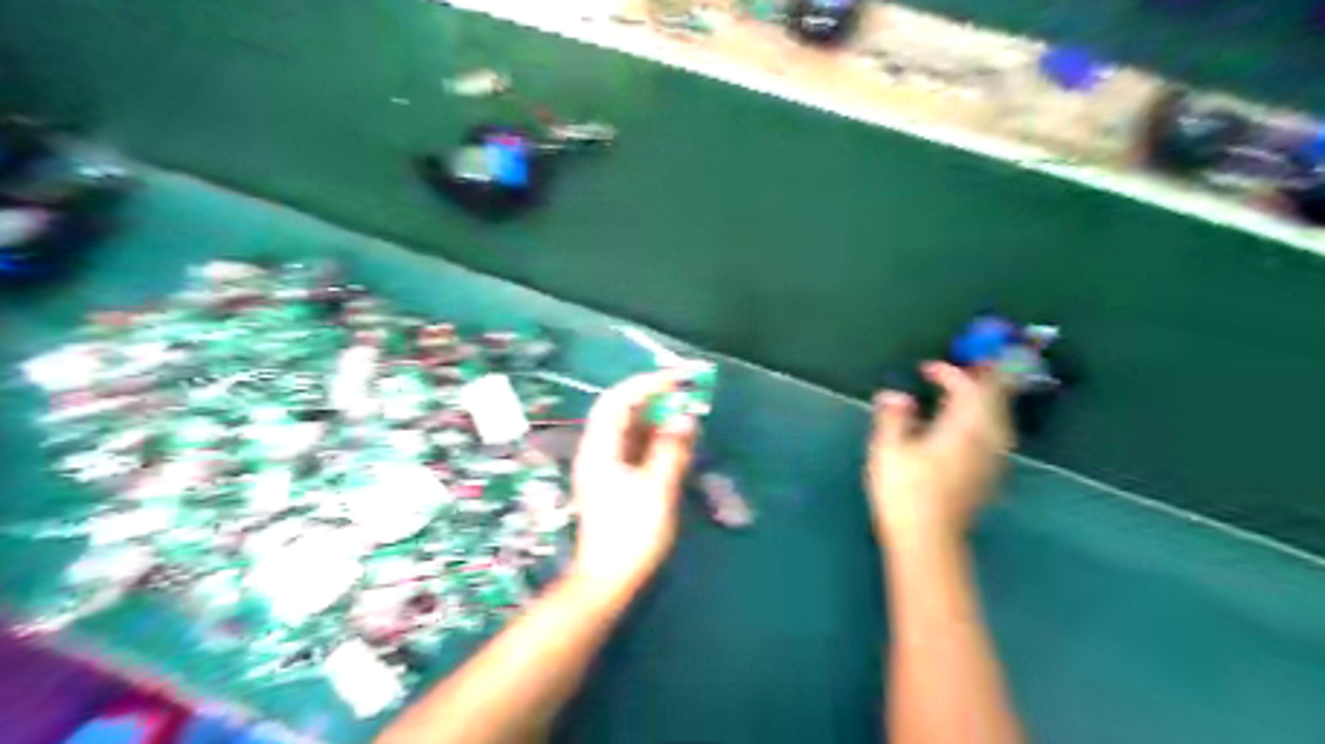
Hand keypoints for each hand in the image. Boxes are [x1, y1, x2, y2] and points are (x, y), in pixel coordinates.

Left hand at [566, 370, 696, 593]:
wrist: (607, 580)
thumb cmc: (630, 535)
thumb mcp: (657, 489)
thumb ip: (671, 449)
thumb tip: (685, 417)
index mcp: (600, 449)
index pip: (618, 401)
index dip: (647, 384)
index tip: (678, 378)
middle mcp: (597, 451)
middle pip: (621, 411)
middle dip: (653, 397)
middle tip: (685, 393)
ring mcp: (604, 466)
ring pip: (628, 428)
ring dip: (655, 416)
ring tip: (684, 412)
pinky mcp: (614, 481)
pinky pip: (633, 446)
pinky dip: (653, 437)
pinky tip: (673, 439)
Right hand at [872, 362, 1015, 541]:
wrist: (928, 541)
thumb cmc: (904, 492)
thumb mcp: (888, 449)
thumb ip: (893, 416)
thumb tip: (895, 395)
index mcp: (961, 428)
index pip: (965, 389)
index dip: (948, 373)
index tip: (926, 369)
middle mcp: (984, 439)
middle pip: (995, 399)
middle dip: (985, 377)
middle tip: (974, 363)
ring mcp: (991, 459)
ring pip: (1000, 417)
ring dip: (991, 396)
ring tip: (977, 387)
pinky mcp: (989, 475)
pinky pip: (997, 434)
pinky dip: (990, 418)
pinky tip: (977, 425)